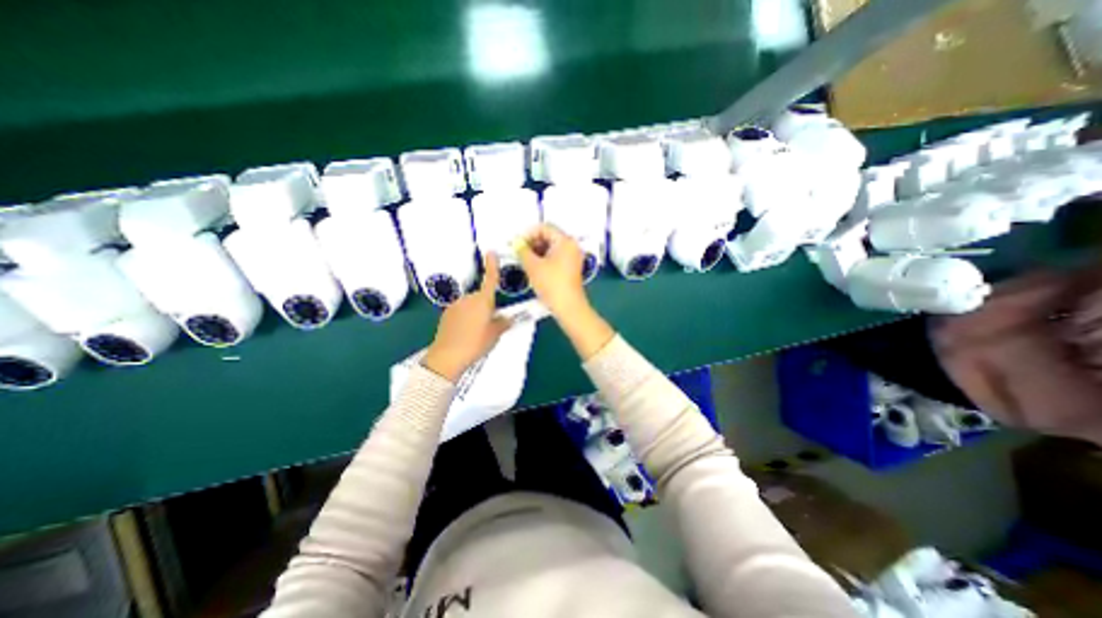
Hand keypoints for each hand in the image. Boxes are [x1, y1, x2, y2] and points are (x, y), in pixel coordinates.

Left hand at [423, 252, 511, 380]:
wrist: (447, 357)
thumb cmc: (476, 343)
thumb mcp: (495, 334)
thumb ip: (503, 323)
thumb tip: (507, 317)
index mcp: (483, 300)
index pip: (490, 279)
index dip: (492, 265)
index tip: (490, 252)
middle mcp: (468, 298)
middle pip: (482, 297)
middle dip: (487, 306)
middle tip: (490, 324)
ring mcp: (456, 305)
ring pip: (471, 305)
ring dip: (476, 313)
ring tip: (477, 332)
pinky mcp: (447, 314)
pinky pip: (461, 311)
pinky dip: (466, 318)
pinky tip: (465, 333)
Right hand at [519, 223, 594, 318]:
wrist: (568, 307)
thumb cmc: (551, 284)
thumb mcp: (533, 266)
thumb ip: (522, 250)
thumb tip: (516, 242)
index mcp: (565, 241)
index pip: (544, 228)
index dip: (527, 234)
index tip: (516, 244)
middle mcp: (572, 245)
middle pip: (549, 236)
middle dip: (532, 243)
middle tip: (519, 253)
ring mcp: (573, 257)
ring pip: (551, 248)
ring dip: (536, 252)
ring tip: (524, 261)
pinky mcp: (571, 268)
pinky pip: (556, 257)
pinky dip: (544, 259)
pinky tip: (533, 268)